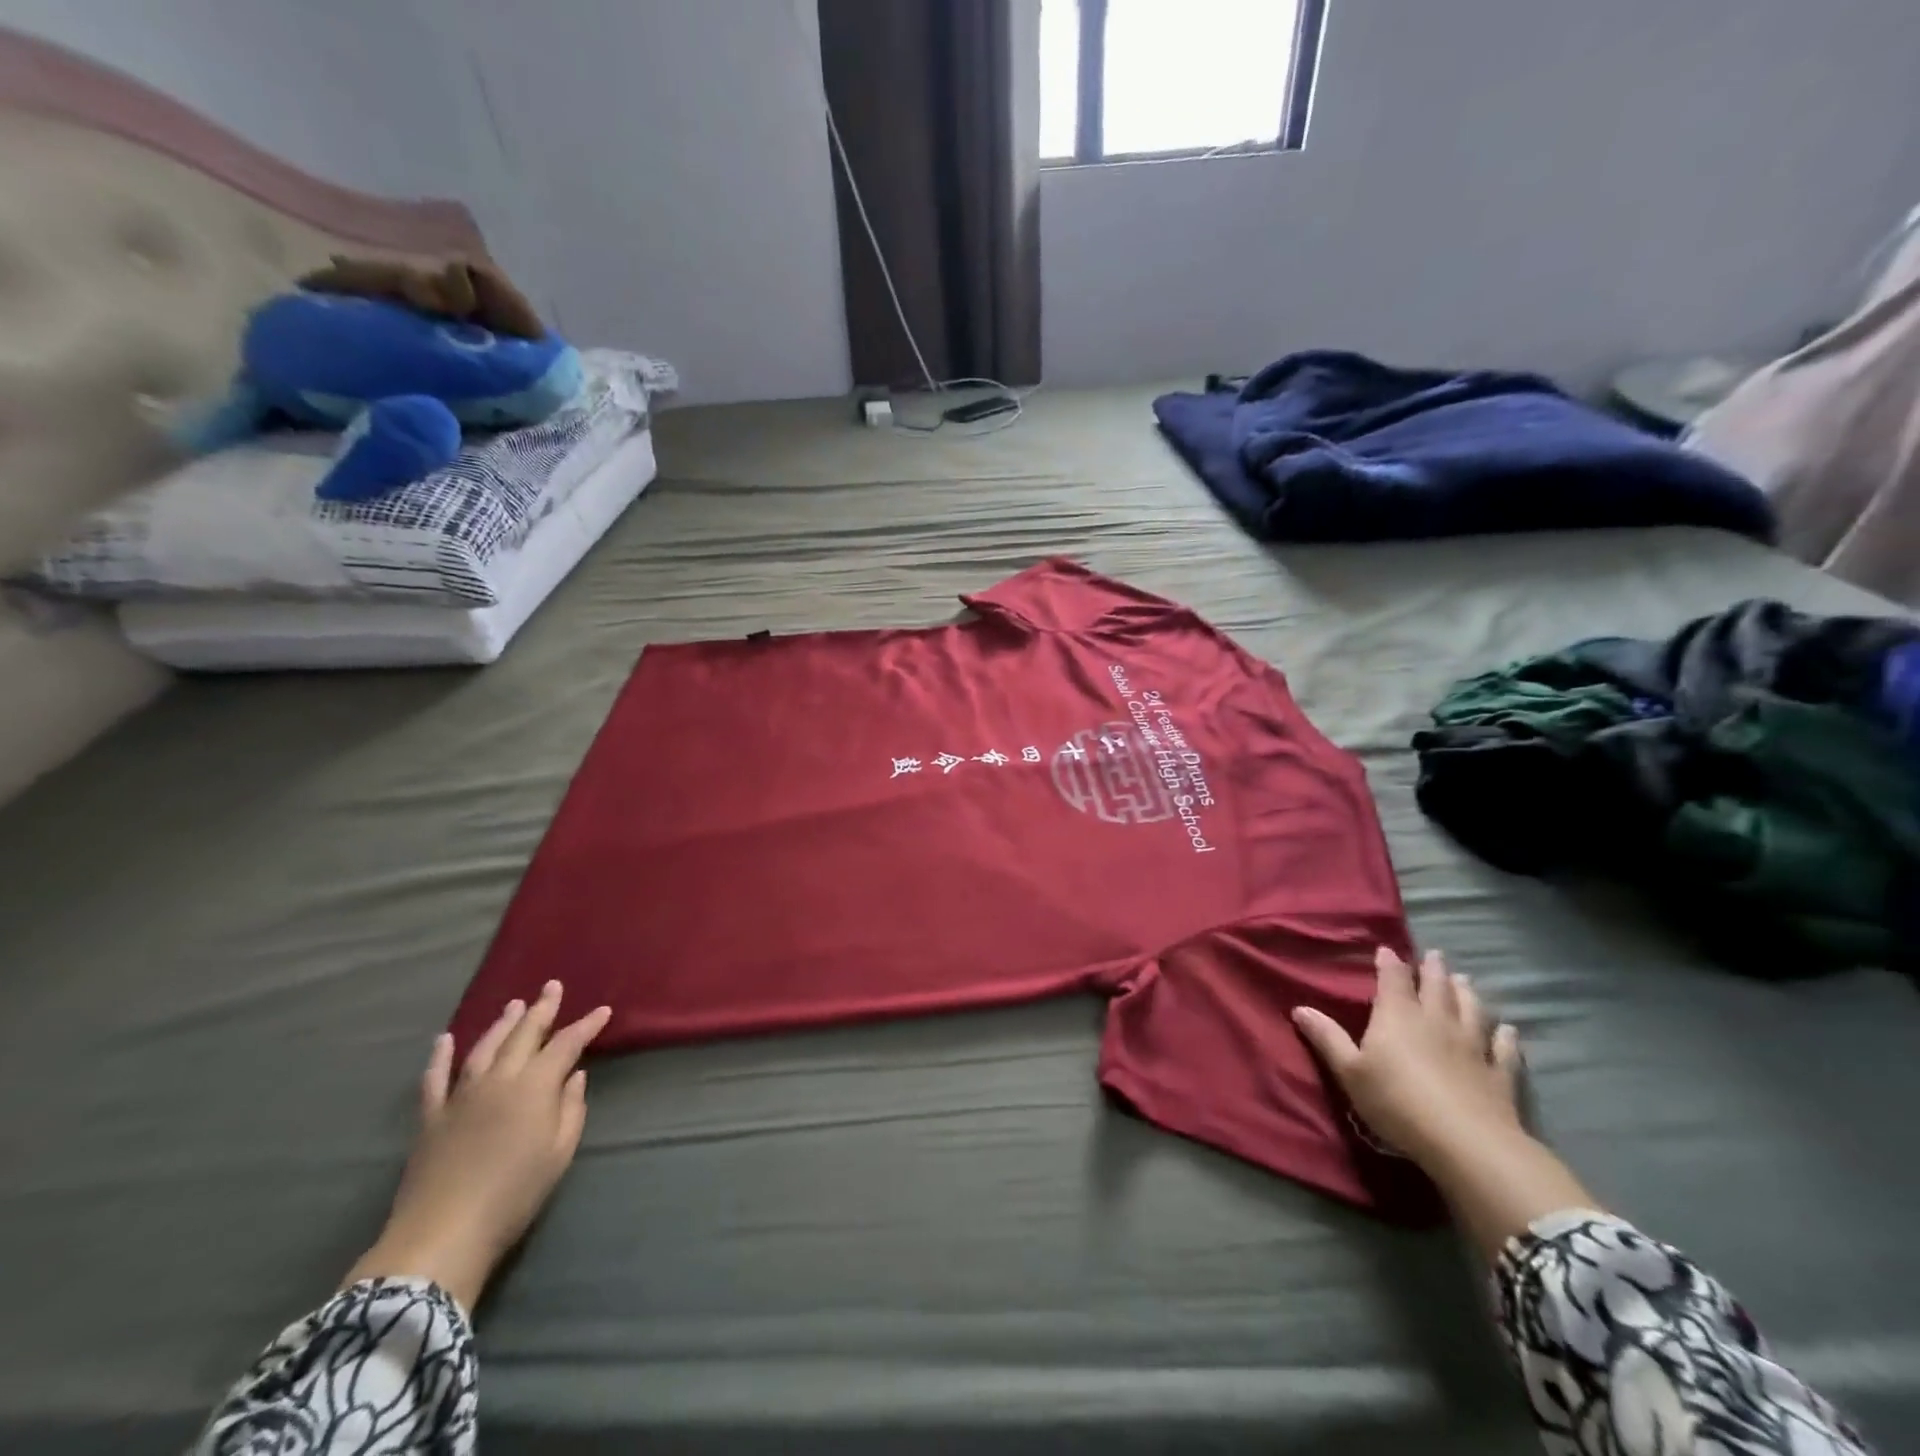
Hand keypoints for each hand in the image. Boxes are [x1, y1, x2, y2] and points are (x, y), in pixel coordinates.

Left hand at [345, 981, 611, 1311]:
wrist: (443, 1235)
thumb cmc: (514, 1194)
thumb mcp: (559, 1153)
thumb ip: (571, 1109)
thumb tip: (574, 1076)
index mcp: (534, 1086)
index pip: (566, 1045)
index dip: (586, 1026)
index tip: (603, 1011)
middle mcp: (499, 1080)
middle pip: (524, 1036)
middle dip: (542, 1009)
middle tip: (552, 987)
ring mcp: (461, 1096)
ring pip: (484, 1048)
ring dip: (501, 1024)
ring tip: (514, 1005)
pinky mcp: (431, 1118)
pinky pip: (435, 1079)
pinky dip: (440, 1057)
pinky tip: (444, 1040)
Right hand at [1292, 947, 1523, 1167]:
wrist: (1466, 1143)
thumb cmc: (1396, 1101)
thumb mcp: (1350, 1071)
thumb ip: (1327, 1038)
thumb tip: (1300, 1008)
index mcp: (1398, 1016)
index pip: (1393, 979)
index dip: (1389, 963)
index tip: (1387, 950)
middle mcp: (1436, 1021)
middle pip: (1436, 987)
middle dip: (1433, 970)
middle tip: (1435, 955)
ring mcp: (1472, 1046)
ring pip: (1471, 1010)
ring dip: (1467, 993)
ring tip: (1464, 980)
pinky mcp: (1499, 1074)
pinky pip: (1504, 1048)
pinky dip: (1505, 1036)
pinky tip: (1508, 1029)